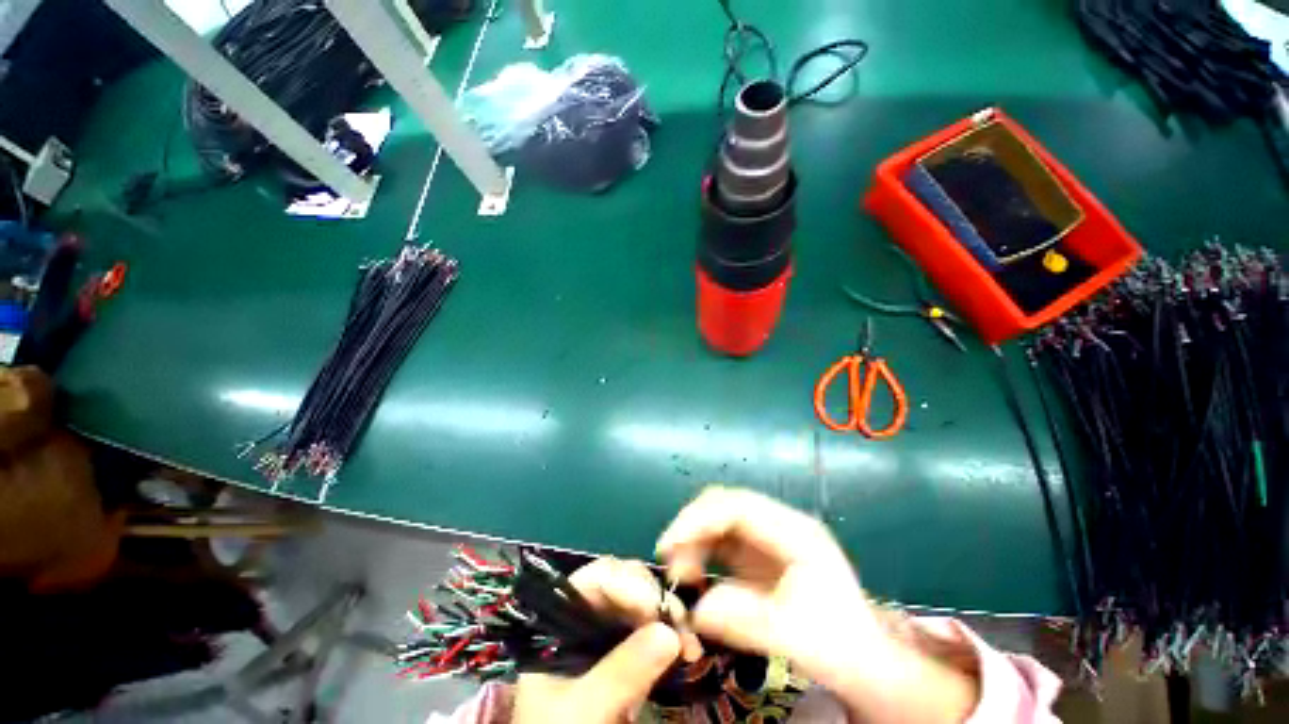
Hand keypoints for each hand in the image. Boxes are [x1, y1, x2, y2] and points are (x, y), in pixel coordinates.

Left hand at [512, 558, 698, 722]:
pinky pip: (652, 635)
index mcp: (561, 621)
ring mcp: (607, 638)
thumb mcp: (582, 709)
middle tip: (681, 622)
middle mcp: (585, 620)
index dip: (626, 584)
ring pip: (642, 608)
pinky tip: (689, 651)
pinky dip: (672, 639)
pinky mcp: (626, 659)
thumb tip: (669, 633)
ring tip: (691, 643)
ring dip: (669, 619)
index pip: (593, 580)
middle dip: (654, 598)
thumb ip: (620, 673)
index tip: (655, 608)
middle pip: (623, 586)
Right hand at [656, 486, 978, 722]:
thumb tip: (696, 610)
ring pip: (719, 517)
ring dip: (694, 538)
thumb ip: (744, 620)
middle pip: (725, 503)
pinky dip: (701, 550)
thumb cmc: (838, 648)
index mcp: (796, 532)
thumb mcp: (794, 638)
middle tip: (669, 559)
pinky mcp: (759, 551)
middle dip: (692, 526)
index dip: (700, 519)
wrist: (865, 664)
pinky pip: (721, 538)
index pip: (738, 506)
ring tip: (680, 573)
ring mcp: (769, 535)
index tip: (669, 545)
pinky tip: (694, 574)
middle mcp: (780, 524)